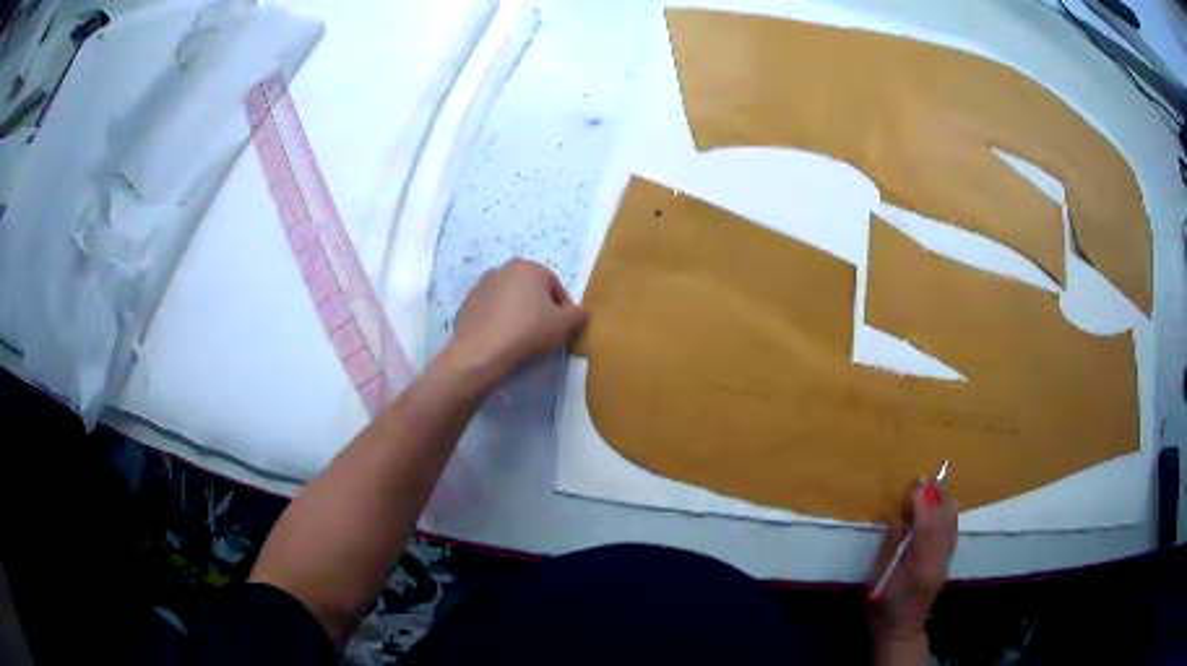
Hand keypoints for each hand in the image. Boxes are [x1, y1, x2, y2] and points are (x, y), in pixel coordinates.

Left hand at [445, 258, 587, 390]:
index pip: (556, 287)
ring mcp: (480, 287)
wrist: (478, 356)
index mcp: (528, 268)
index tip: (564, 331)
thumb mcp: (565, 326)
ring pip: (509, 302)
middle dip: (539, 310)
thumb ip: (578, 315)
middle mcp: (502, 270)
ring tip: (522, 342)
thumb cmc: (527, 334)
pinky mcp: (465, 306)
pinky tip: (502, 344)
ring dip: (518, 316)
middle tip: (544, 336)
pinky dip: (498, 325)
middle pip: (531, 291)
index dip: (564, 310)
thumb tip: (578, 313)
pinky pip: (491, 314)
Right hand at [866, 481, 957, 640]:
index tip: (914, 483)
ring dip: (945, 504)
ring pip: (951, 526)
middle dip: (935, 497)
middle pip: (942, 521)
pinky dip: (950, 516)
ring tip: (937, 487)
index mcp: (918, 564)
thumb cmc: (882, 606)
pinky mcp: (946, 563)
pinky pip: (953, 533)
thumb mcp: (878, 577)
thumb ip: (890, 545)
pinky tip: (947, 507)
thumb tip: (897, 516)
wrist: (900, 629)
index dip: (921, 501)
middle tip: (926, 478)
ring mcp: (944, 561)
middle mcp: (937, 559)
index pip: (925, 524)